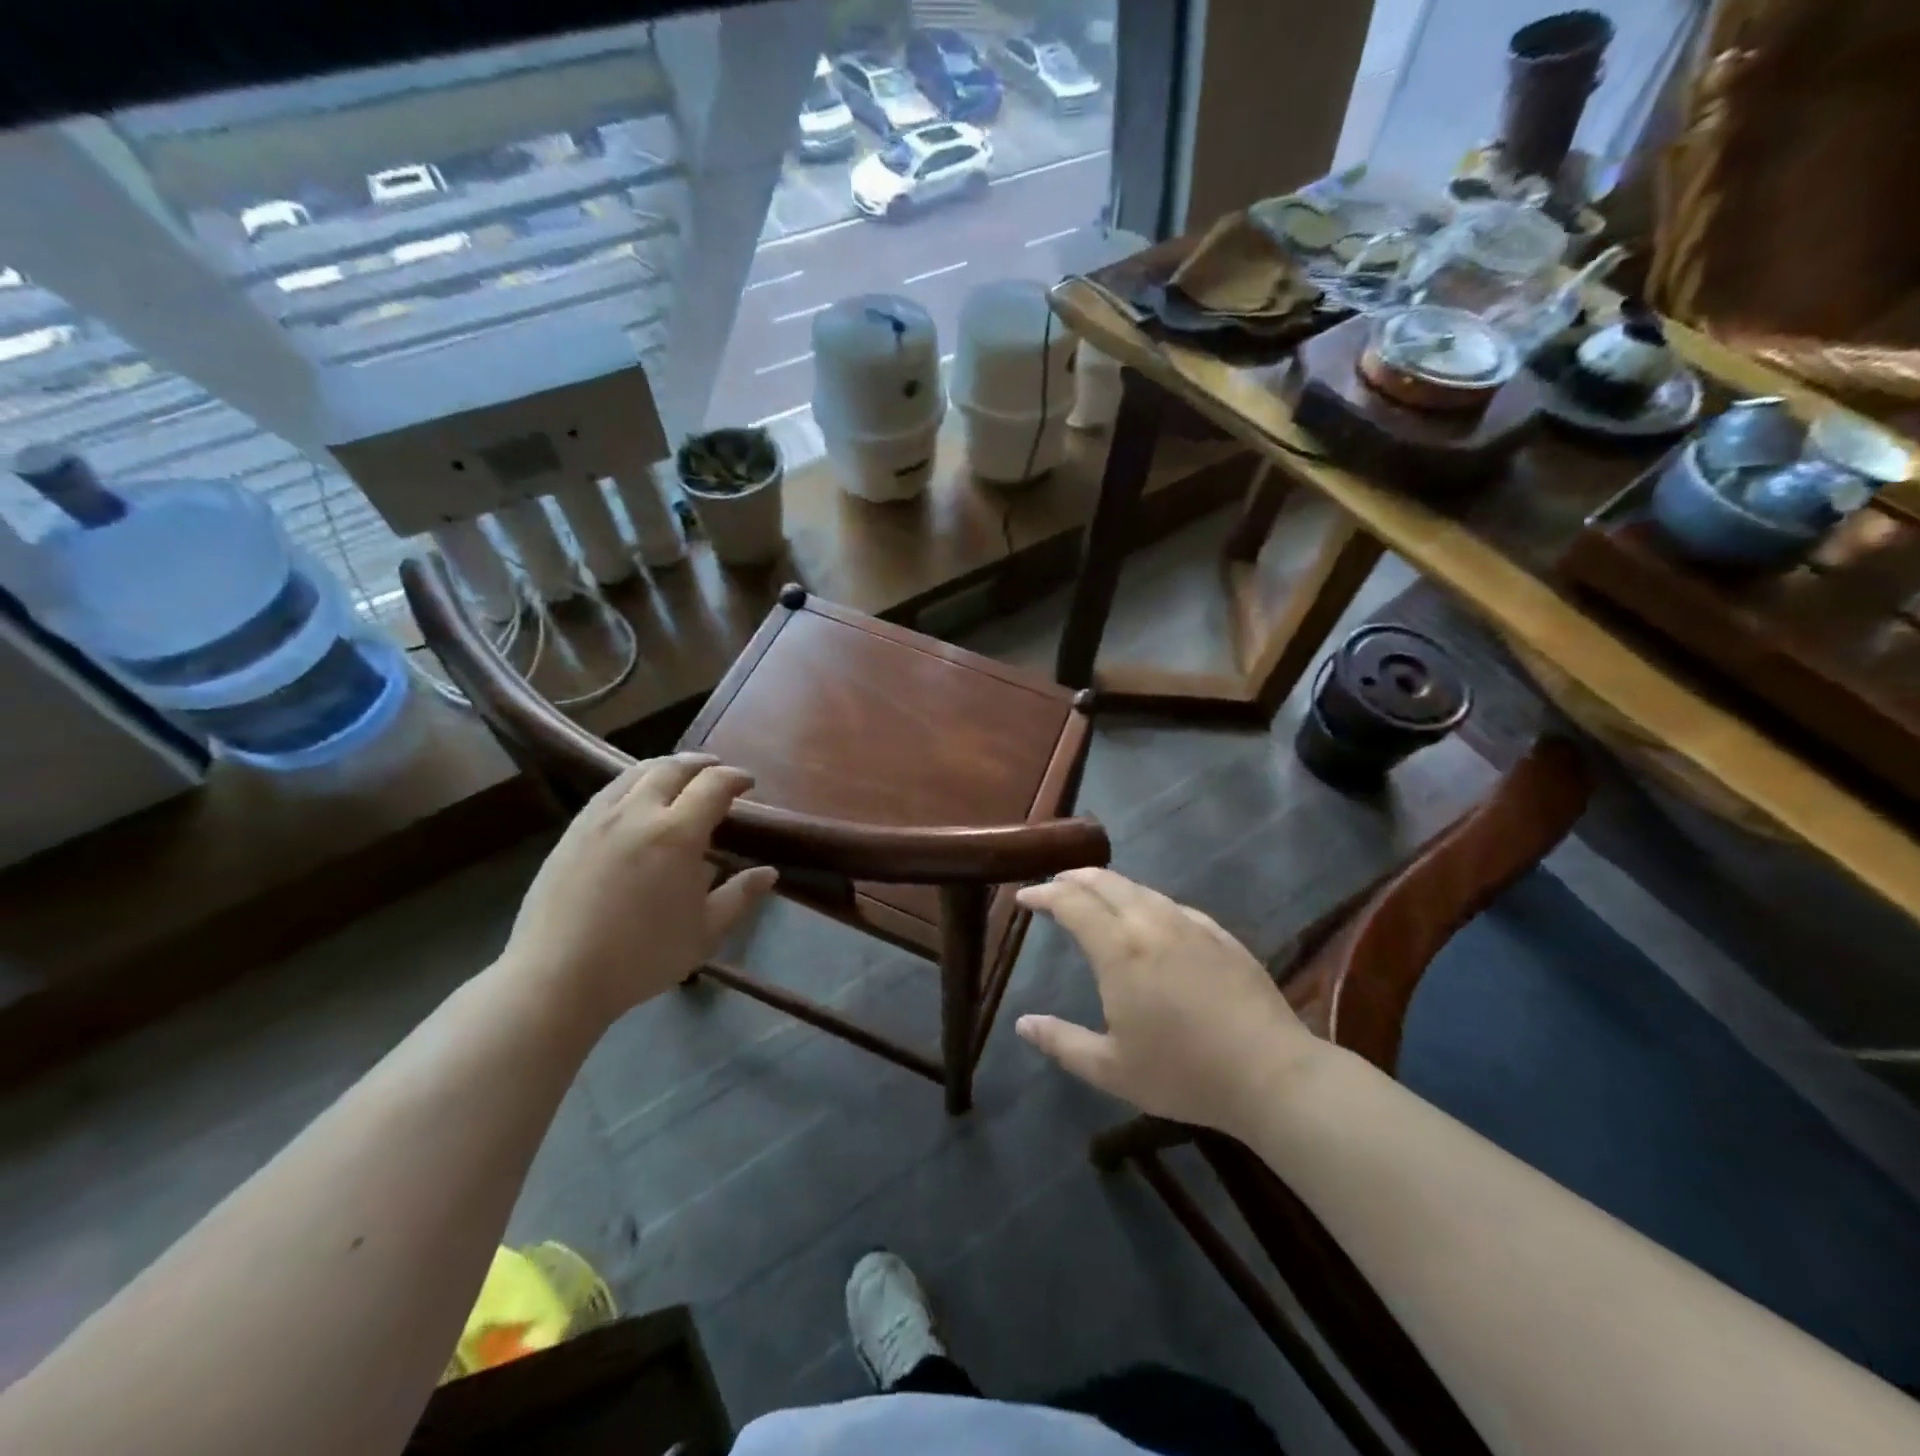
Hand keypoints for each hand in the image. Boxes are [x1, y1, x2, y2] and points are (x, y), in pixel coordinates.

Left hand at [501, 754, 776, 1023]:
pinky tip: (637, 799)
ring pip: (636, 773)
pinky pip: (609, 791)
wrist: (557, 977)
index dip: (735, 778)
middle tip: (717, 771)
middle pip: (673, 768)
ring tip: (679, 777)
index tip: (748, 783)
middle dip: (701, 764)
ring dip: (666, 767)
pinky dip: (634, 782)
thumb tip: (769, 872)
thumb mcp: (704, 933)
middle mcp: (638, 813)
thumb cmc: (641, 957)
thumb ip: (739, 896)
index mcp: (677, 834)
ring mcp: (599, 818)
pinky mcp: (572, 831)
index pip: (713, 785)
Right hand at [1014, 868, 1320, 1133]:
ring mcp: (1190, 924)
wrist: (1271, 1073)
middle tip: (1054, 885)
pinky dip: (1145, 901)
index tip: (1025, 897)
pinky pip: (1171, 904)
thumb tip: (1023, 1024)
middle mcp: (1151, 922)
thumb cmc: (1183, 1073)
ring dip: (1109, 886)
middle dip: (1073, 878)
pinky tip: (1149, 919)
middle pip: (1105, 881)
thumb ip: (1062, 1042)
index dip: (1044, 894)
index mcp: (1119, 949)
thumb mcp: (1111, 1069)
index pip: (1072, 902)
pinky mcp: (1220, 934)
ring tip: (1094, 897)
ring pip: (1140, 888)